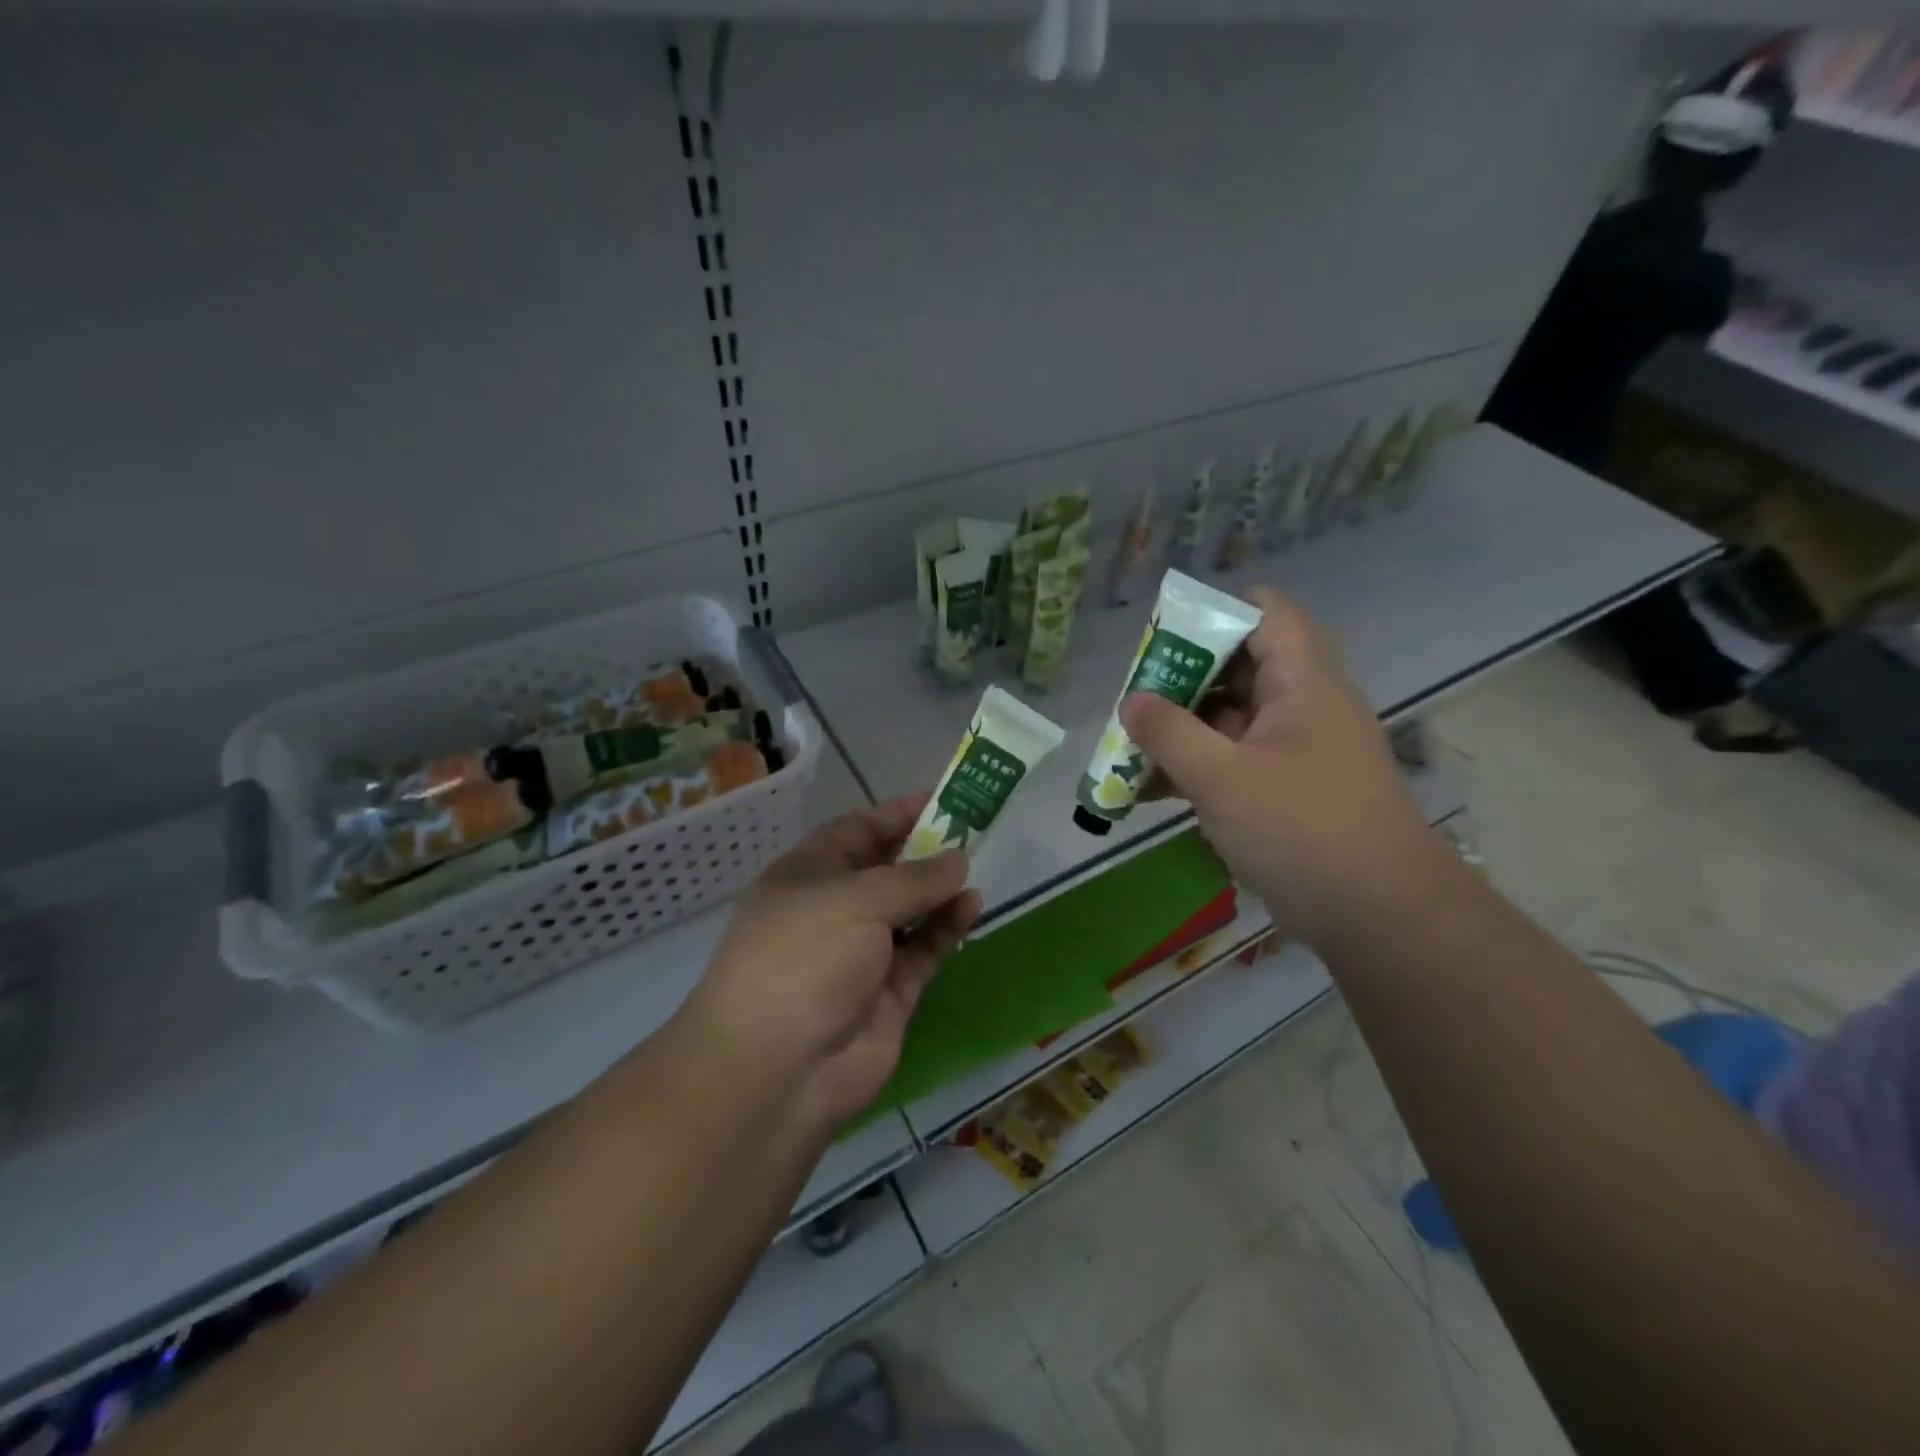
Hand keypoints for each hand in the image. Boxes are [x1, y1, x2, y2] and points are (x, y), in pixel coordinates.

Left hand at [684, 795, 982, 1130]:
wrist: (778, 1069)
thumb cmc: (804, 958)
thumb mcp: (856, 900)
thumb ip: (914, 878)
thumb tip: (957, 859)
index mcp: (806, 876)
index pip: (855, 831)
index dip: (895, 814)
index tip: (940, 798)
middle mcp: (832, 911)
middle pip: (885, 870)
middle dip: (924, 850)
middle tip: (972, 829)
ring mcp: (861, 954)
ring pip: (909, 911)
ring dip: (939, 889)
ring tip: (976, 867)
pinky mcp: (888, 993)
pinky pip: (923, 950)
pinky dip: (946, 927)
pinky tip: (970, 905)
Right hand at [1124, 586, 1442, 949]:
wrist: (1380, 917)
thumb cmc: (1303, 831)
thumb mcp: (1223, 779)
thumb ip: (1169, 734)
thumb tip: (1130, 701)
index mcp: (1303, 681)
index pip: (1263, 611)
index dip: (1211, 612)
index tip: (1160, 643)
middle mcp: (1303, 704)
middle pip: (1238, 664)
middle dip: (1181, 679)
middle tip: (1134, 701)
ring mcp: (1295, 748)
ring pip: (1230, 717)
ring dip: (1181, 728)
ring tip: (1129, 748)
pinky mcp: (1287, 787)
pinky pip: (1234, 758)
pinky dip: (1196, 766)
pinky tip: (1150, 790)